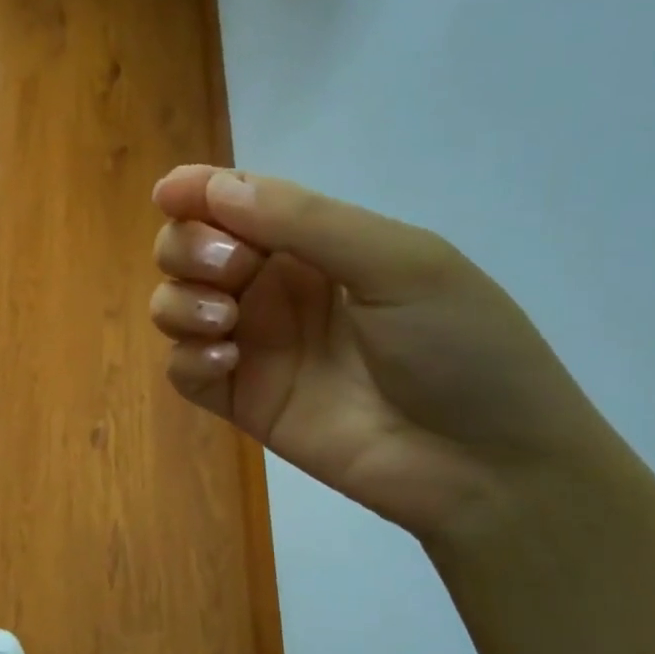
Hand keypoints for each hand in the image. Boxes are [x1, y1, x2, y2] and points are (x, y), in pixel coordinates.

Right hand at [150, 167, 617, 538]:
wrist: (487, 467)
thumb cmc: (460, 348)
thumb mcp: (399, 264)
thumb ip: (304, 221)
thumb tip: (213, 186)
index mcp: (314, 245)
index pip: (236, 204)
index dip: (197, 191)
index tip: (168, 194)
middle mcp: (273, 288)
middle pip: (189, 249)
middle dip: (187, 247)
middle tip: (229, 268)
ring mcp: (252, 344)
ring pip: (173, 303)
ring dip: (181, 301)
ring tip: (224, 320)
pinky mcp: (240, 398)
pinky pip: (181, 368)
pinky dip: (188, 357)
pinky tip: (227, 363)